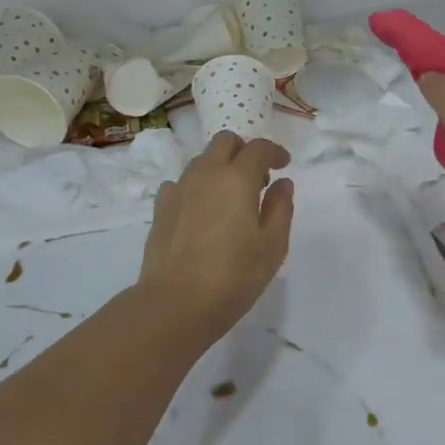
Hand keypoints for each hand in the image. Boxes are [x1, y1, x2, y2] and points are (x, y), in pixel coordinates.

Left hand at [134, 133, 294, 343]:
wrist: (175, 303)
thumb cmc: (234, 276)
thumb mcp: (272, 245)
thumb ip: (281, 208)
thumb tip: (282, 183)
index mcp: (237, 178)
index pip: (258, 148)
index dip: (274, 151)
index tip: (284, 164)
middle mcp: (206, 174)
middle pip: (224, 142)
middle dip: (244, 150)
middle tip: (257, 177)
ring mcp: (179, 189)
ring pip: (201, 160)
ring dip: (220, 167)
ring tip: (230, 196)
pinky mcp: (160, 208)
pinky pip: (181, 183)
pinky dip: (196, 187)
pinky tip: (201, 210)